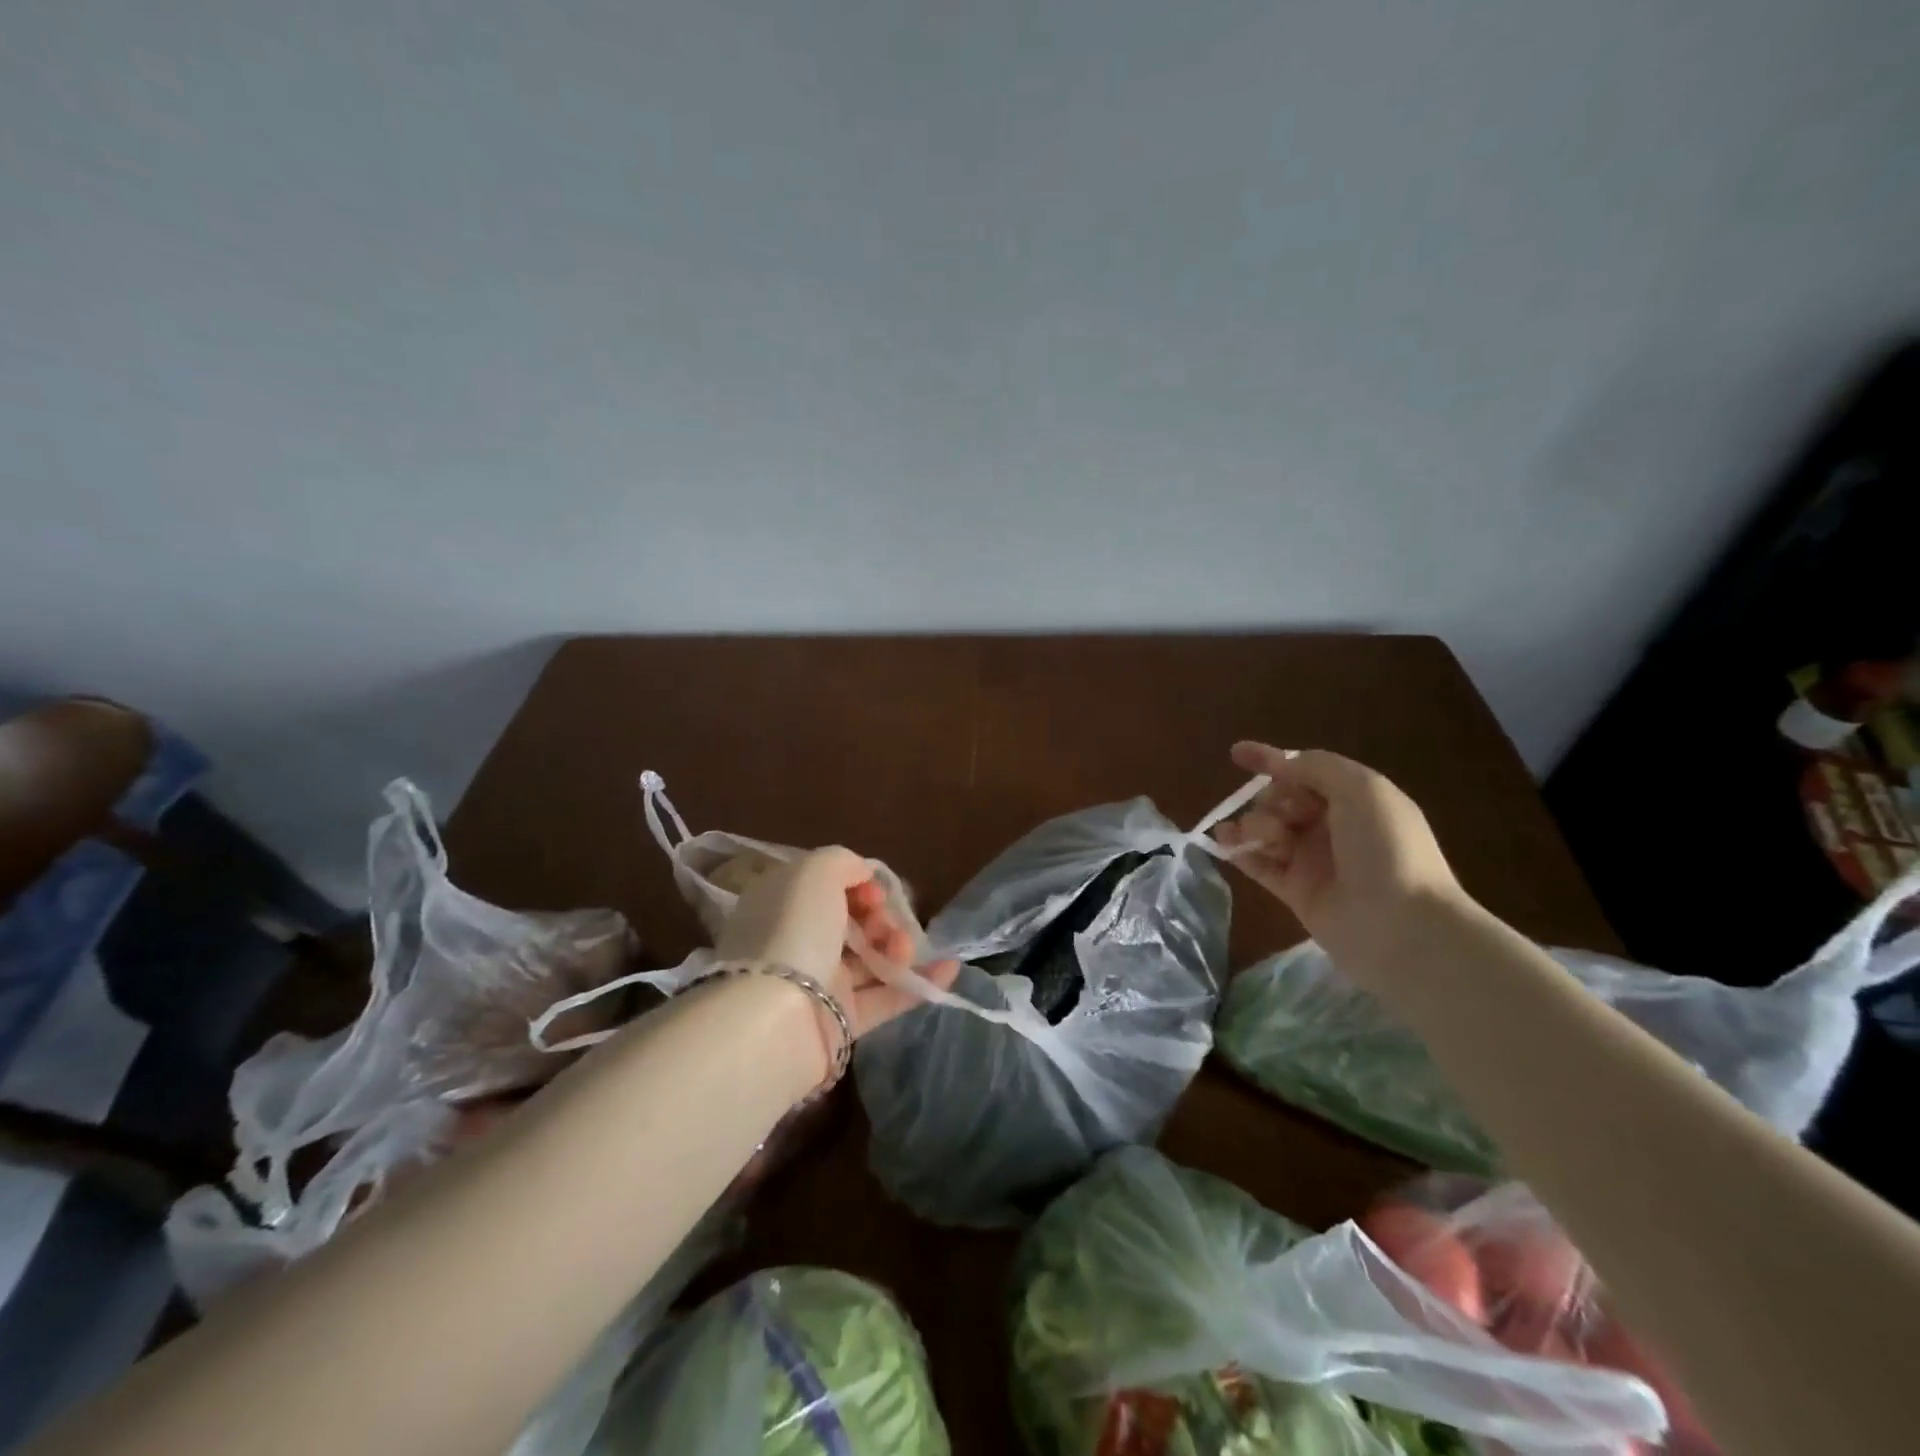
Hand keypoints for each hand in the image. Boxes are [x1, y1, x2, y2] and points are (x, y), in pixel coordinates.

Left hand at [714, 847, 959, 1038]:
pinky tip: (950, 968)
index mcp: (783, 905)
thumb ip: (843, 862)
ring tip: (905, 948)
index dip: (857, 883)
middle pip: (852, 922)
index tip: (873, 890)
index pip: (826, 887)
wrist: (778, 1019)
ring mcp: (819, 983)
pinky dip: (919, 982)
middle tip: (886, 922)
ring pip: (870, 958)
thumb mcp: (815, 872)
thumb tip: (863, 875)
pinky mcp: (841, 1021)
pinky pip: (887, 997)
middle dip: (880, 915)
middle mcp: (798, 941)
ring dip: (899, 946)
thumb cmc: (794, 931)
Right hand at [1213, 743, 1471, 983]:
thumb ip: (1316, 767)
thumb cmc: (1386, 849)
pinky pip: (1259, 865)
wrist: (1402, 926)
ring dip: (1251, 825)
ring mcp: (1314, 861)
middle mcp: (1333, 827)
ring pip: (1268, 831)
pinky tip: (1223, 844)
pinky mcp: (1296, 893)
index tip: (1236, 754)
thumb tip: (1280, 768)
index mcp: (1355, 799)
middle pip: (1282, 800)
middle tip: (1277, 816)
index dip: (1271, 759)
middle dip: (1268, 799)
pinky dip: (1239, 852)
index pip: (1305, 770)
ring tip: (1250, 835)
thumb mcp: (1361, 789)